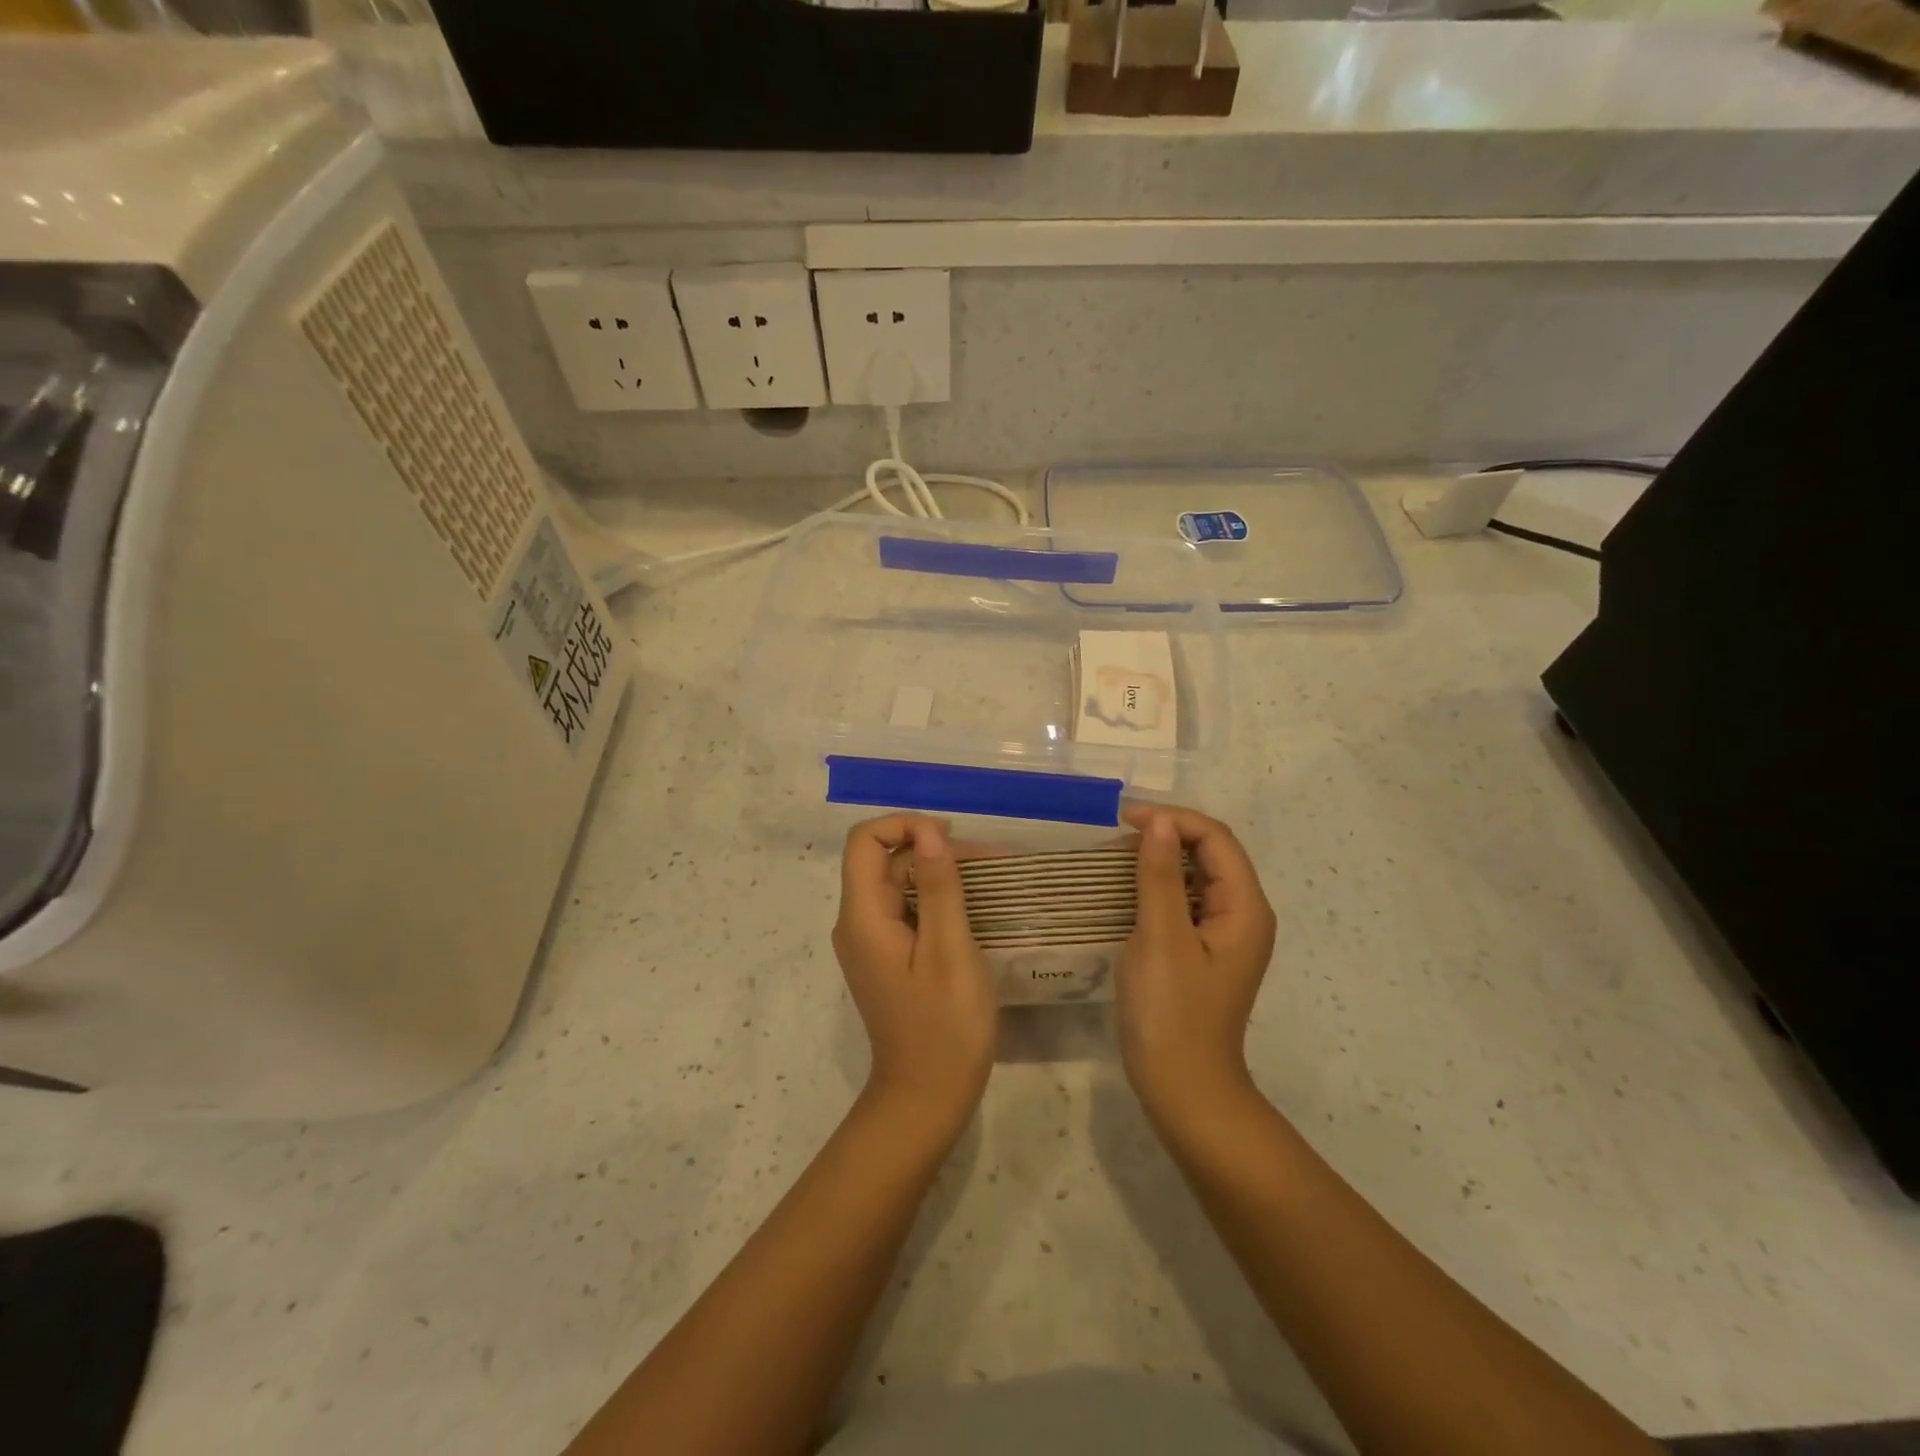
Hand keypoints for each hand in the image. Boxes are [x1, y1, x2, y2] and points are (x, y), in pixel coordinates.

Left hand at [832, 815, 997, 1135]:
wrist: (927, 1097)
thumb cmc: (945, 1026)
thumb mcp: (950, 950)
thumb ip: (937, 887)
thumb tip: (928, 832)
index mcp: (863, 917)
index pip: (865, 841)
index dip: (904, 826)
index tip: (950, 838)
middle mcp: (857, 923)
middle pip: (884, 860)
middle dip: (931, 850)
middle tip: (987, 863)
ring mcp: (870, 941)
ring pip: (897, 883)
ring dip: (938, 874)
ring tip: (990, 880)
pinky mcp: (886, 956)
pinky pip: (904, 909)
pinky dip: (935, 899)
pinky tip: (972, 906)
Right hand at [1117, 805, 1276, 1128]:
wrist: (1183, 1089)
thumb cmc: (1172, 1013)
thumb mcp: (1160, 938)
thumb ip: (1160, 876)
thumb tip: (1158, 822)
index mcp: (1244, 908)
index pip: (1216, 839)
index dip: (1173, 819)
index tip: (1124, 819)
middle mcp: (1242, 914)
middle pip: (1210, 853)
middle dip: (1166, 835)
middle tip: (1115, 836)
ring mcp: (1223, 935)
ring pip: (1195, 876)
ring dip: (1159, 859)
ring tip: (1114, 856)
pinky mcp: (1203, 951)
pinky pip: (1184, 902)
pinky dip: (1157, 886)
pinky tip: (1125, 890)